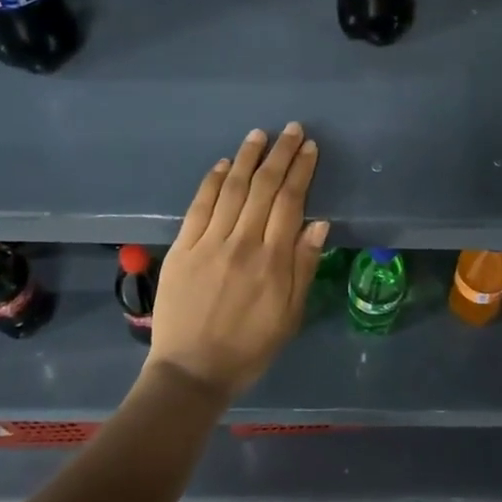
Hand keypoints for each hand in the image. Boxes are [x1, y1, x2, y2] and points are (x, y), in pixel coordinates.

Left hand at [146, 123, 328, 400]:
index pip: (290, 202)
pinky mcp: (182, 248)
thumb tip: (319, 222)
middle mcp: (242, 243)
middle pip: (264, 187)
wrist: (191, 372)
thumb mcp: (290, 315)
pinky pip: (199, 206)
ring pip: (232, 189)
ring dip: (247, 158)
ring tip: (259, 135)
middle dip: (279, 154)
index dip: (300, 171)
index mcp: (272, 261)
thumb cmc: (249, 347)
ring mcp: (208, 243)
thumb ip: (304, 266)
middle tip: (291, 129)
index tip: (309, 147)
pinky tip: (224, 164)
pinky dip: (213, 182)